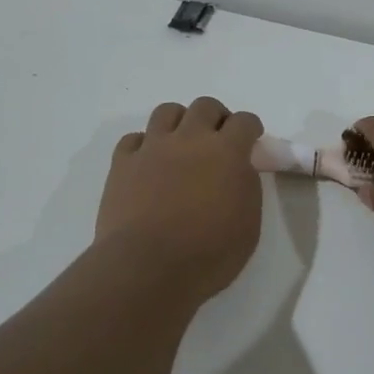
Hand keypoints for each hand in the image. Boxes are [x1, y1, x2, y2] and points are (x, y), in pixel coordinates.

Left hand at [96, 97, 264, 303]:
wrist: (148, 267)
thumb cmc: (208, 254)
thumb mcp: (248, 225)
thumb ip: (246, 187)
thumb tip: (237, 171)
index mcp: (226, 152)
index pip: (244, 121)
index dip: (250, 128)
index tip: (250, 141)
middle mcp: (189, 139)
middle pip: (205, 106)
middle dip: (216, 118)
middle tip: (217, 141)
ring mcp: (152, 148)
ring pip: (167, 111)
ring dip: (179, 122)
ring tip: (181, 144)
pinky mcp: (122, 163)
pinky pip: (133, 139)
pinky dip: (144, 145)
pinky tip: (148, 163)